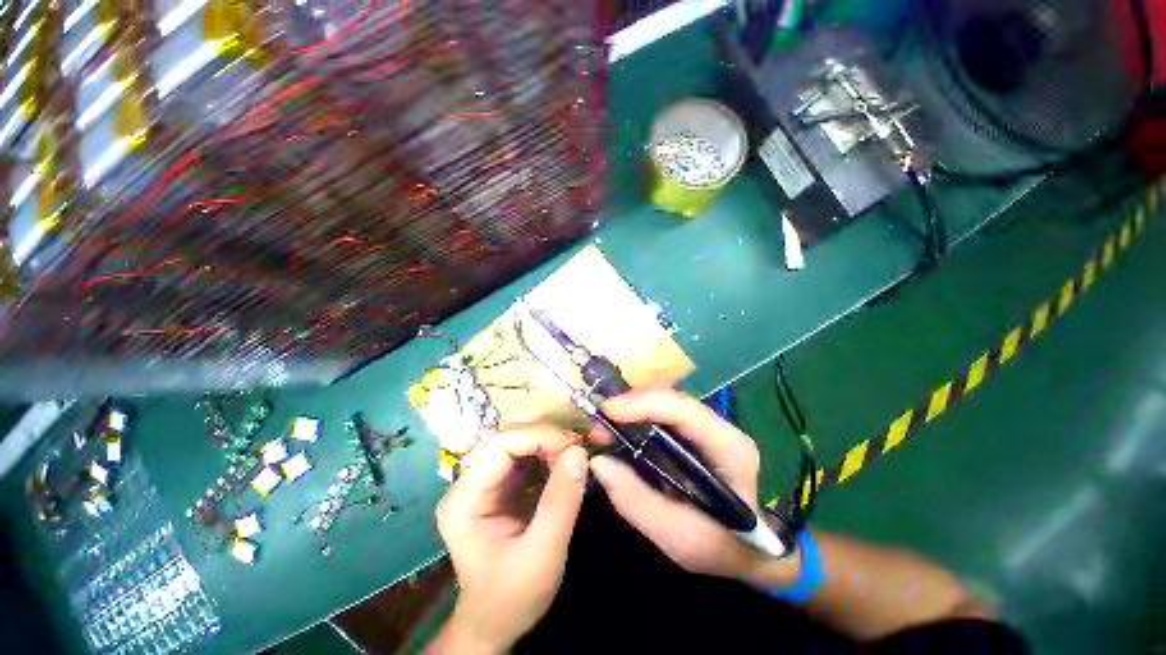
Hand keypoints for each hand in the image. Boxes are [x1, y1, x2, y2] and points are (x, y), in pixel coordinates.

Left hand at [429, 427, 588, 653]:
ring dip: (552, 444)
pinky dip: (551, 456)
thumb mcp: (542, 555)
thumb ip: (561, 502)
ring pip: (521, 444)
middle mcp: (470, 482)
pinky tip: (568, 463)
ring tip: (579, 453)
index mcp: (465, 498)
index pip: (500, 445)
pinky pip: (528, 458)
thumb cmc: (511, 597)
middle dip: (549, 438)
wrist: (496, 623)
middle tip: (582, 447)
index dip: (539, 437)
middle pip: (511, 440)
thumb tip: (580, 452)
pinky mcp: (502, 487)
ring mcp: (486, 483)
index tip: (575, 445)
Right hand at [588, 388, 798, 586]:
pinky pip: (661, 414)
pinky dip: (636, 417)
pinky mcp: (694, 432)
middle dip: (630, 405)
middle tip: (598, 427)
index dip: (643, 404)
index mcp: (729, 448)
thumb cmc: (721, 547)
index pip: (684, 410)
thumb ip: (637, 501)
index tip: (607, 412)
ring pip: (664, 402)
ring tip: (604, 430)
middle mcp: (720, 427)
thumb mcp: (679, 537)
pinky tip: (620, 431)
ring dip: (630, 409)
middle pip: (670, 399)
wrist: (748, 550)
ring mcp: (708, 426)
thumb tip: (598, 462)